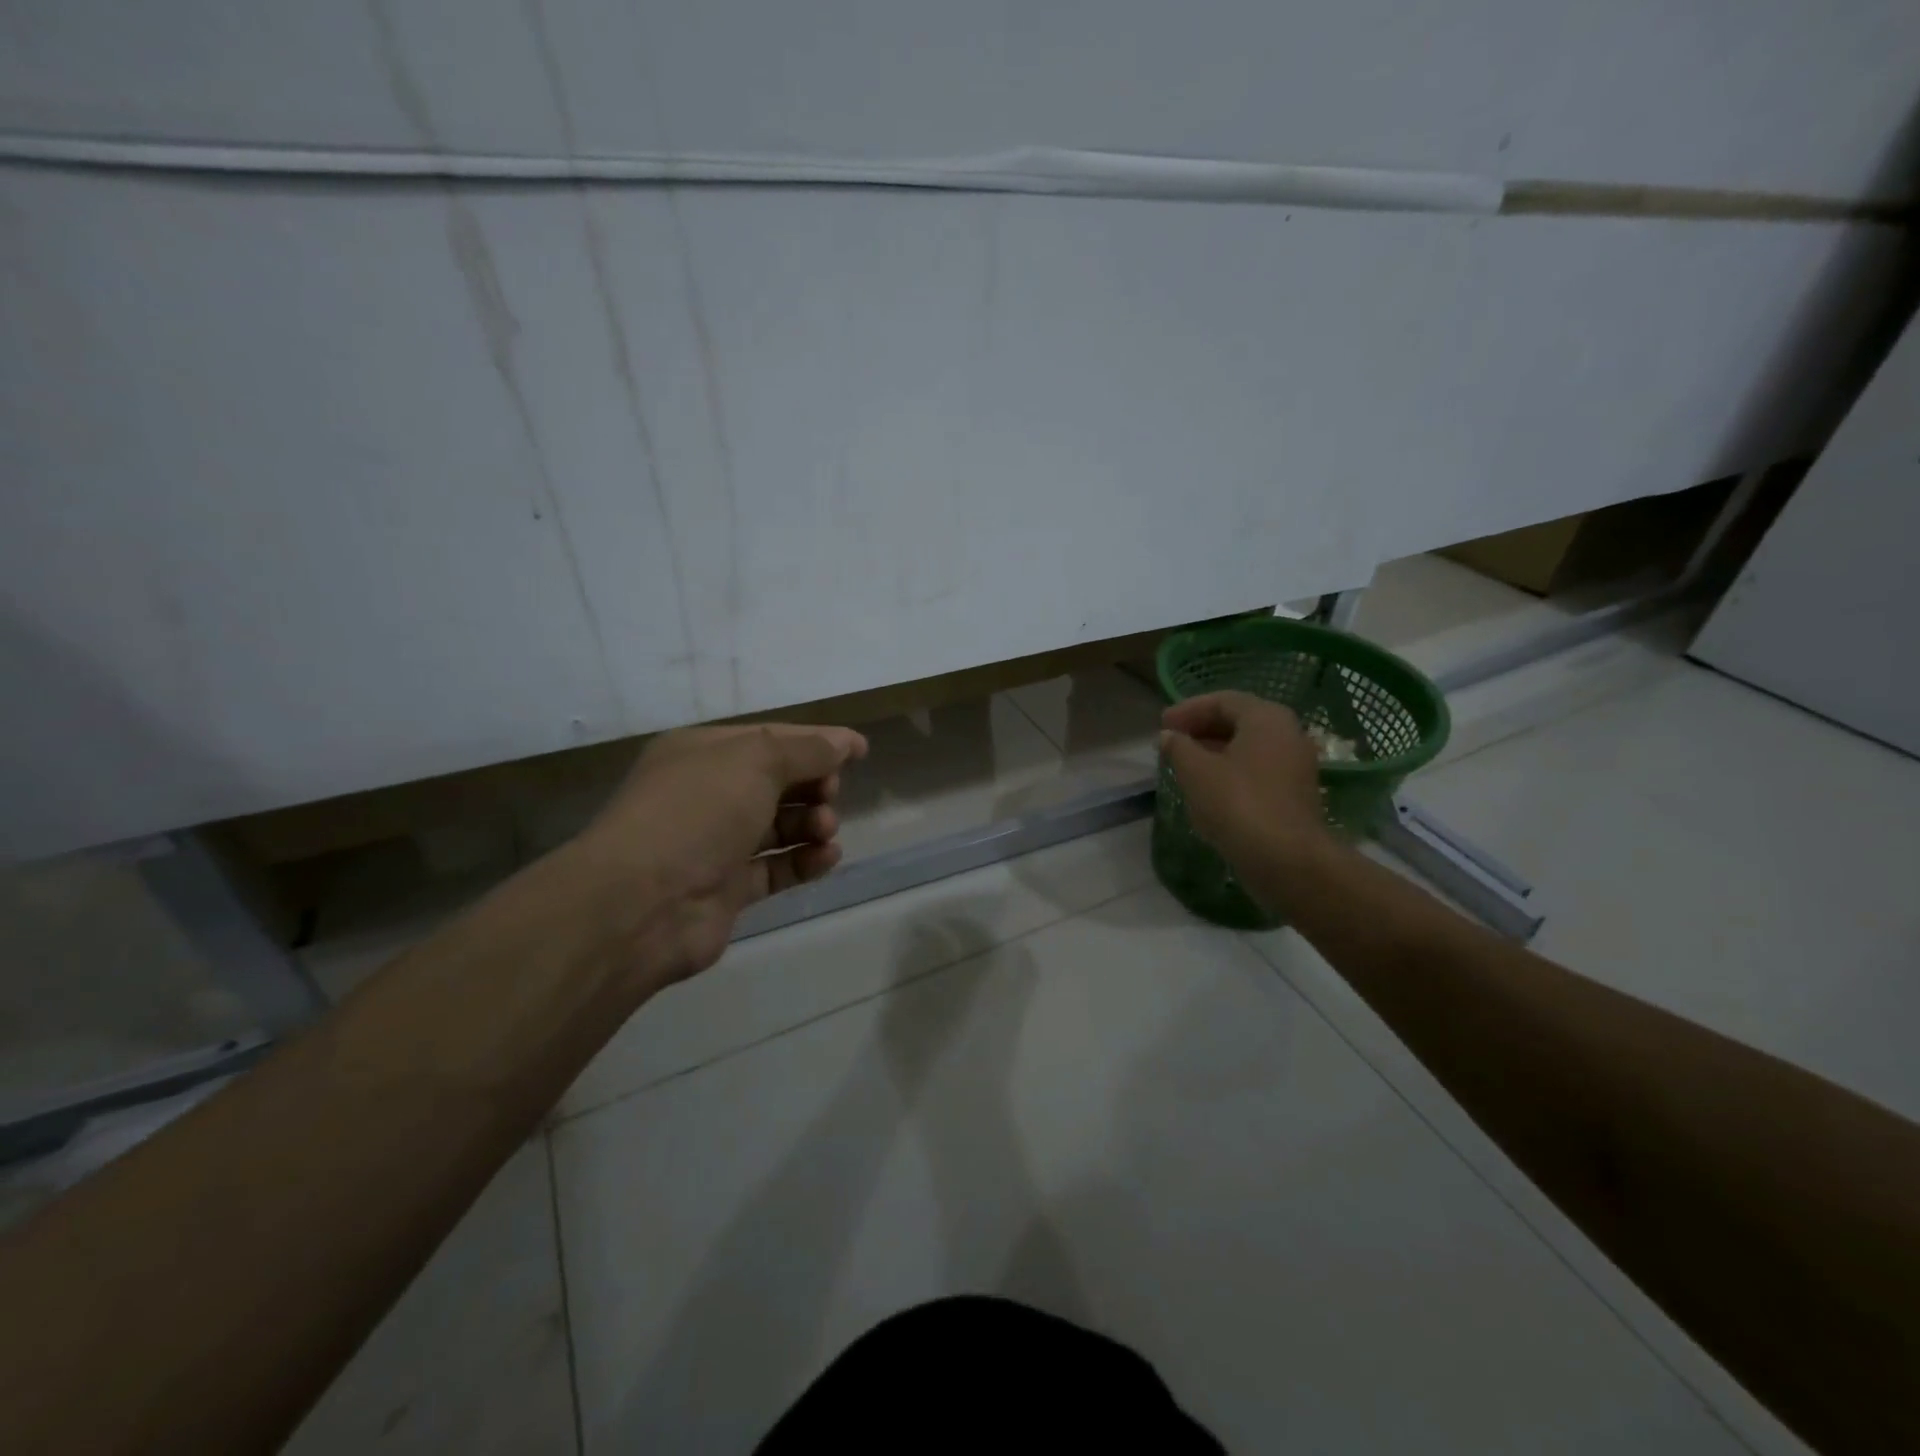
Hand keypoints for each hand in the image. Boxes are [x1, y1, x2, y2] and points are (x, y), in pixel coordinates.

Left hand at [571, 723, 868, 987]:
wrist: (642, 904)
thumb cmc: (698, 812)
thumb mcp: (755, 761)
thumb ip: (807, 750)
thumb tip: (844, 742)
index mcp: (703, 753)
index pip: (771, 738)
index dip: (817, 741)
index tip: (860, 750)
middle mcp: (708, 794)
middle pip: (778, 782)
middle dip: (813, 785)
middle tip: (828, 795)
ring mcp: (716, 844)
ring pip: (780, 827)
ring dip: (812, 824)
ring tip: (825, 831)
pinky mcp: (728, 888)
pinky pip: (777, 868)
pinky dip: (805, 862)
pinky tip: (827, 858)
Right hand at [1159, 692, 1333, 877]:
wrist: (1285, 859)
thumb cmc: (1237, 804)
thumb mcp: (1196, 771)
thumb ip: (1178, 747)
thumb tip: (1169, 736)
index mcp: (1266, 718)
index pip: (1223, 700)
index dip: (1188, 709)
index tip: (1162, 725)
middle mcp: (1287, 733)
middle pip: (1239, 720)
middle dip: (1202, 728)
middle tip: (1171, 741)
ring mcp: (1295, 765)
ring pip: (1248, 747)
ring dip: (1214, 751)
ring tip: (1183, 764)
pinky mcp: (1294, 794)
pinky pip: (1257, 770)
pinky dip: (1230, 770)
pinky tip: (1207, 788)